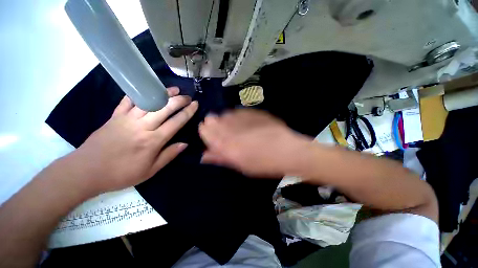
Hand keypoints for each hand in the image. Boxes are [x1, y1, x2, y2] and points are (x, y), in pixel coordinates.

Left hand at [68, 87, 197, 192]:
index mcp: (153, 140)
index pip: (176, 122)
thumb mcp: (150, 170)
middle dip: (179, 100)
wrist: (87, 171)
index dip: (188, 112)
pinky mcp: (114, 116)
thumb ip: (169, 155)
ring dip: (163, 94)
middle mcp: (142, 126)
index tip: (195, 104)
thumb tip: (185, 144)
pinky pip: (128, 101)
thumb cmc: (122, 173)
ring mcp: (127, 119)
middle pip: (165, 108)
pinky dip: (139, 94)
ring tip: (174, 89)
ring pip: (149, 101)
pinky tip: (147, 89)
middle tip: (188, 97)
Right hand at [198, 109, 311, 177]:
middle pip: (212, 119)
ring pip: (224, 113)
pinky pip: (238, 111)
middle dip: (213, 124)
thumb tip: (204, 155)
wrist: (287, 150)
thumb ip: (220, 157)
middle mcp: (230, 128)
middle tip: (220, 129)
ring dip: (225, 119)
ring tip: (233, 126)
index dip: (205, 131)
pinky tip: (243, 122)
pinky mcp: (253, 112)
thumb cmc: (263, 163)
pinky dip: (237, 116)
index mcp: (225, 144)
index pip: (204, 130)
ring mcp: (242, 118)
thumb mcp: (240, 165)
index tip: (207, 133)